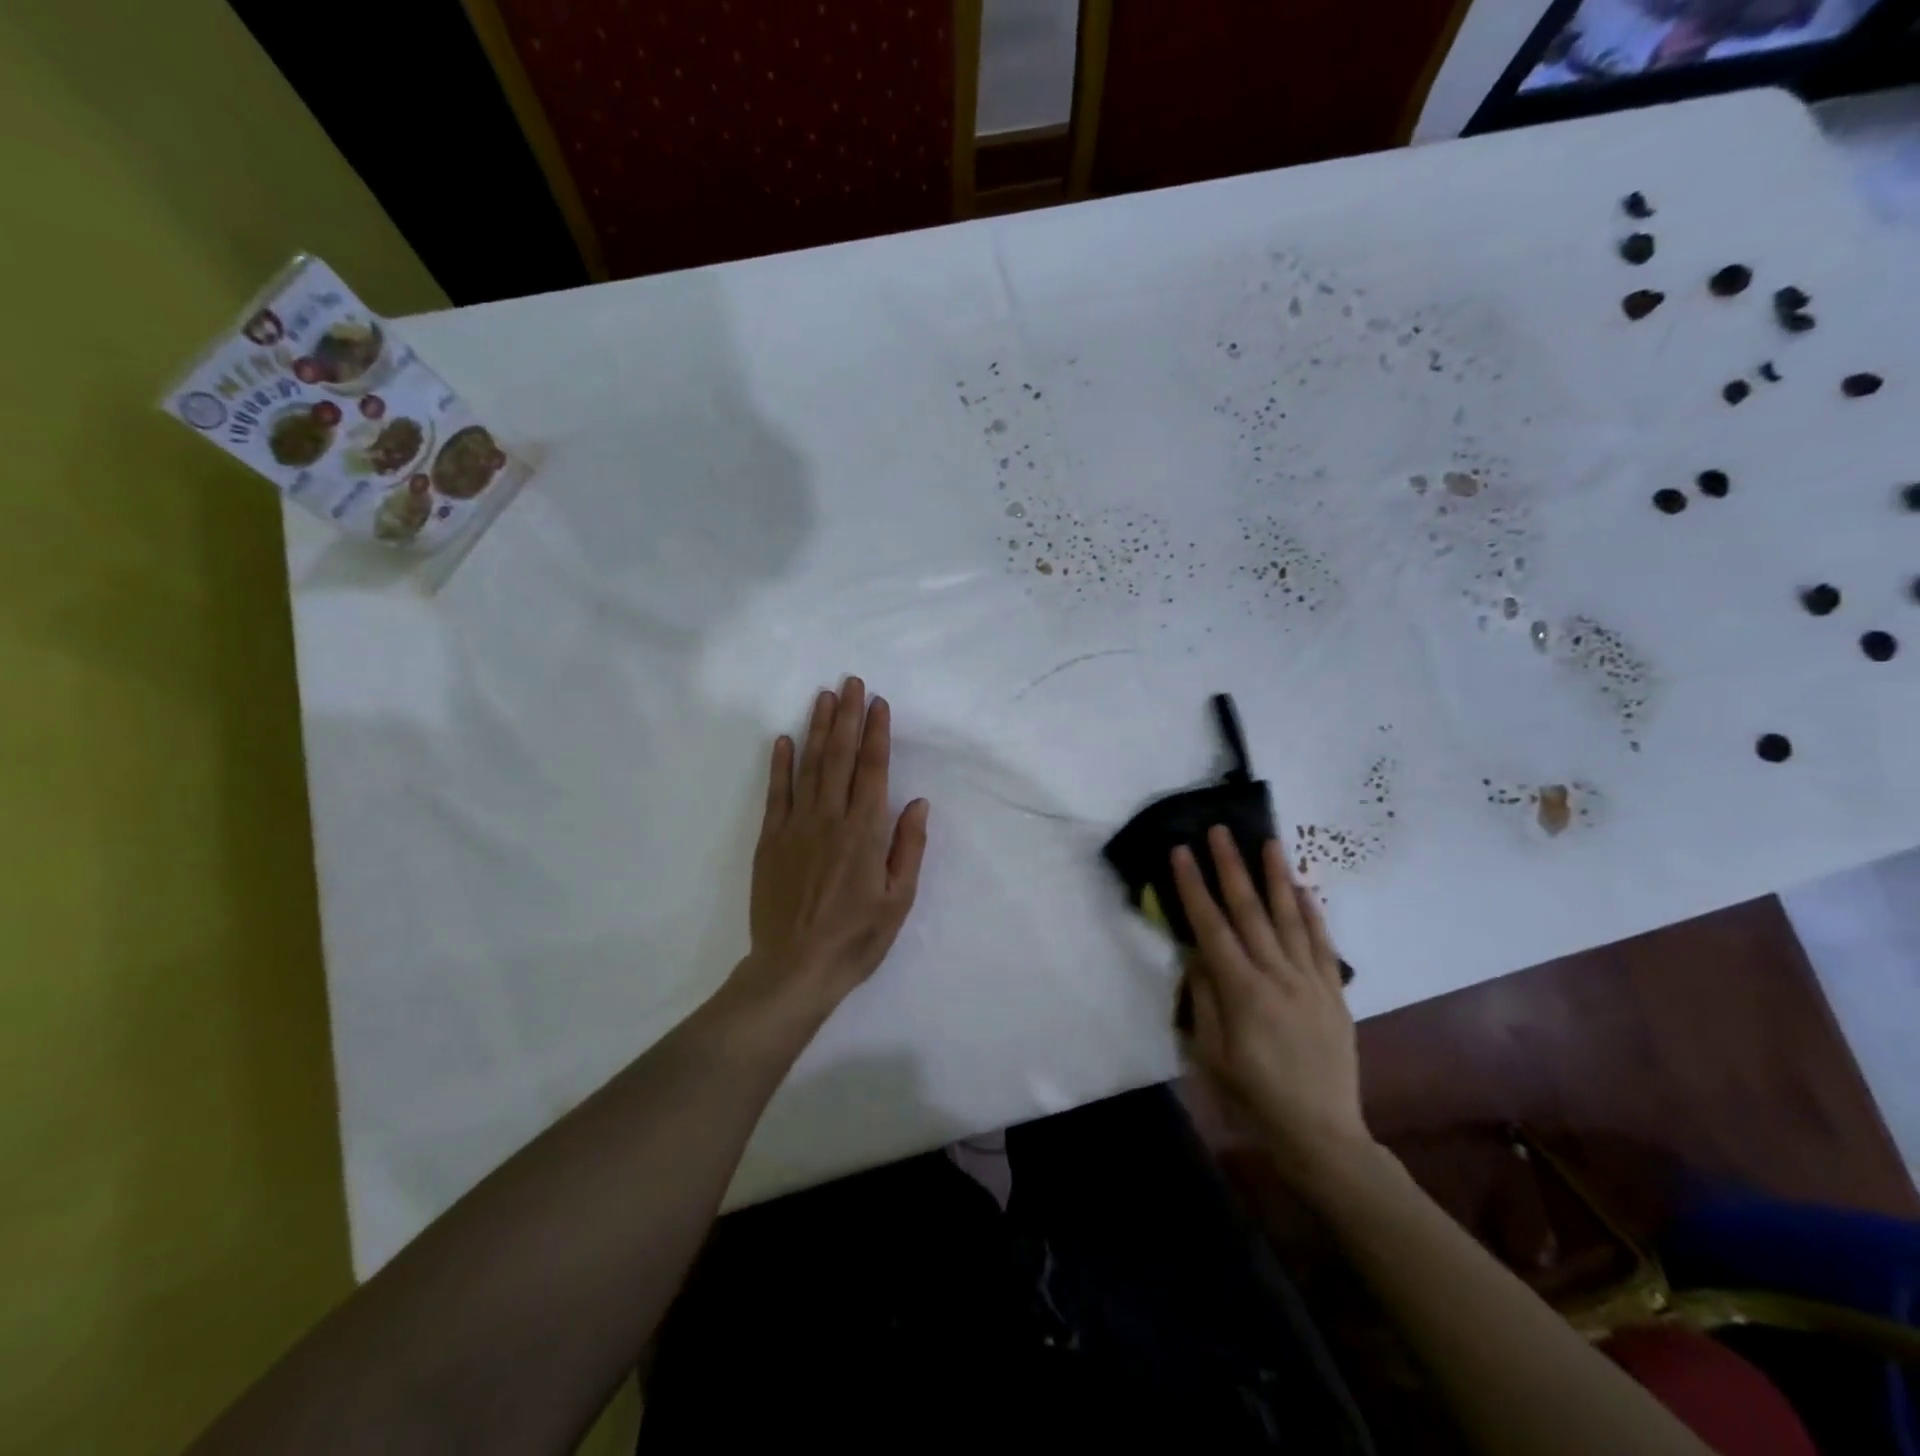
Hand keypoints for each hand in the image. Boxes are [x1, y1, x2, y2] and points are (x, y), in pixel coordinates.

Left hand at [729, 677, 929, 1023]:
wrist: (795, 969)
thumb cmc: (856, 938)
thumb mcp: (899, 900)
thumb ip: (908, 847)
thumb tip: (916, 802)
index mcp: (865, 832)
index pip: (873, 770)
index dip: (876, 733)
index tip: (878, 702)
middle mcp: (830, 819)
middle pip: (839, 757)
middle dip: (847, 716)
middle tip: (851, 682)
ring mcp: (796, 827)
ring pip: (809, 767)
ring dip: (817, 729)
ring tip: (823, 697)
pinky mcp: (770, 841)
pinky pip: (776, 794)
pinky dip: (779, 765)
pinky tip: (783, 739)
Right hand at [1171, 827, 1372, 1189]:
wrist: (1321, 1132)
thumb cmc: (1254, 1096)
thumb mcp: (1211, 1054)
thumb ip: (1204, 999)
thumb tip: (1197, 955)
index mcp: (1241, 991)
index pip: (1211, 926)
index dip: (1193, 886)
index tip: (1182, 852)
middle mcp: (1277, 975)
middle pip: (1250, 911)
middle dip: (1231, 867)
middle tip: (1221, 830)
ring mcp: (1310, 981)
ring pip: (1291, 918)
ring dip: (1276, 877)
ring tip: (1268, 842)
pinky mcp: (1334, 992)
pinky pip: (1323, 944)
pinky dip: (1313, 913)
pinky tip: (1304, 889)